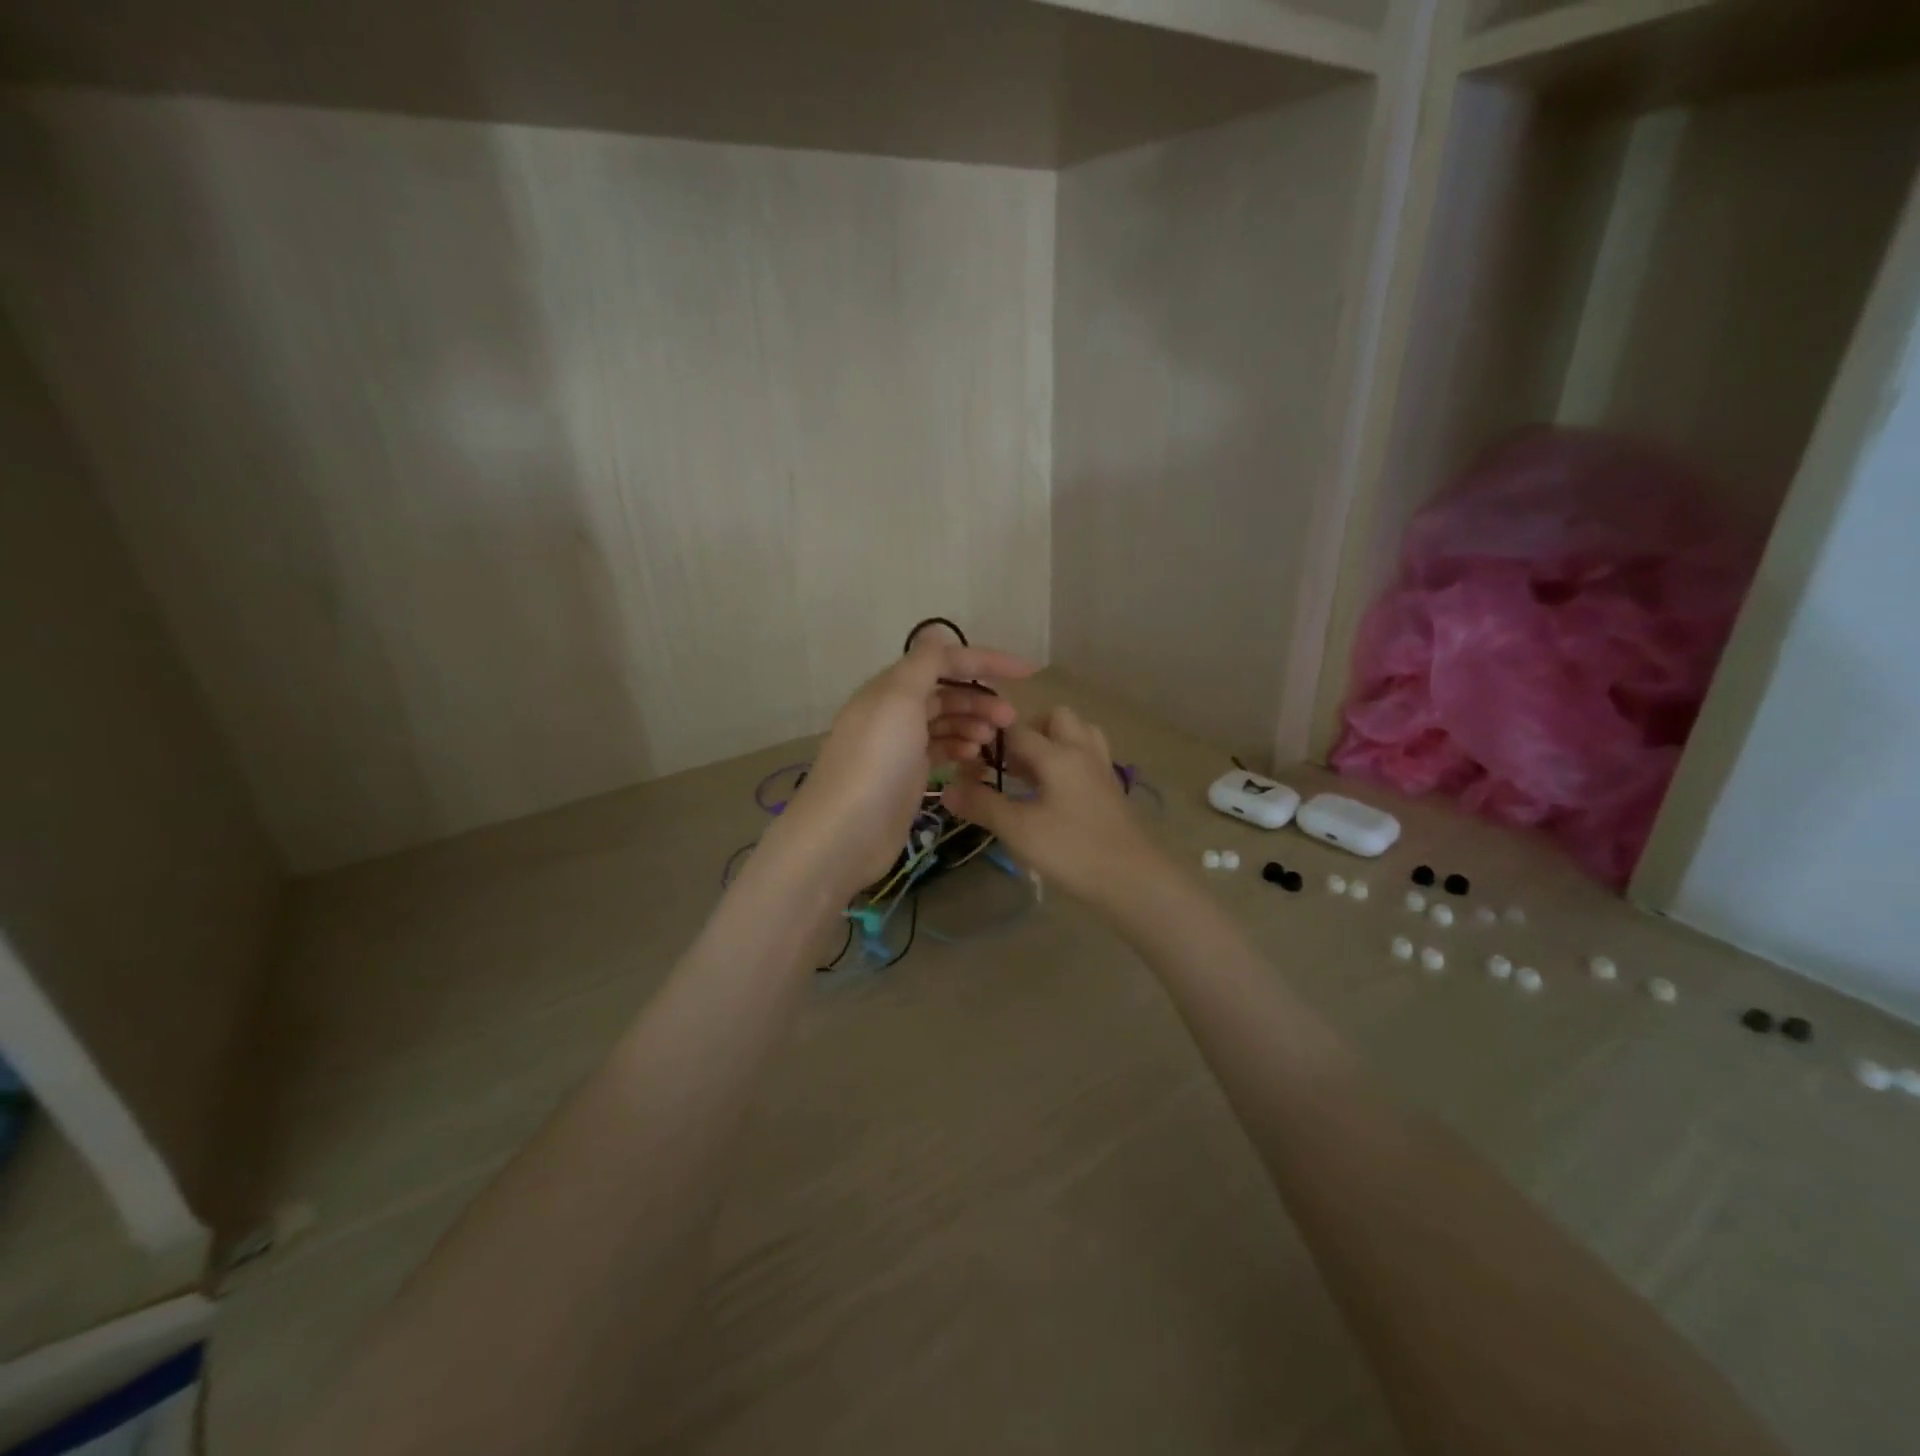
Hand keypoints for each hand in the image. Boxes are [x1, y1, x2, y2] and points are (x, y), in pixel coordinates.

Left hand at [776, 631, 1032, 898]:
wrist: (846, 831)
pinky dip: (960, 747)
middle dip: (981, 699)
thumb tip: (938, 631)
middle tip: (1010, 719)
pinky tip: (974, 757)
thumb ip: (923, 663)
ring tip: (995, 740)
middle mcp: (894, 711)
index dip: (986, 661)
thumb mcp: (899, 699)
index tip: (1028, 673)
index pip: (944, 660)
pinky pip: (941, 750)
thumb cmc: (877, 760)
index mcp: (891, 687)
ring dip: (973, 723)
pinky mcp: (906, 776)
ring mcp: (900, 746)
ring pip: (946, 722)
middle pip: (947, 692)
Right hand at [941, 705, 1164, 906]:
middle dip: (1029, 732)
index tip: (971, 762)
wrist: (1132, 880)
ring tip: (1033, 775)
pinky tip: (1055, 793)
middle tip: (1010, 766)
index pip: (1017, 730)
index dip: (991, 741)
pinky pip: (1088, 757)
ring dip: (1054, 743)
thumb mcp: (1018, 830)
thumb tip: (946, 789)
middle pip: (1056, 718)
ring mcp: (1101, 769)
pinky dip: (1069, 762)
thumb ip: (982, 805)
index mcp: (1058, 754)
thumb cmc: (1072, 850)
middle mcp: (1082, 751)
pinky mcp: (1111, 789)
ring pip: (1078, 734)